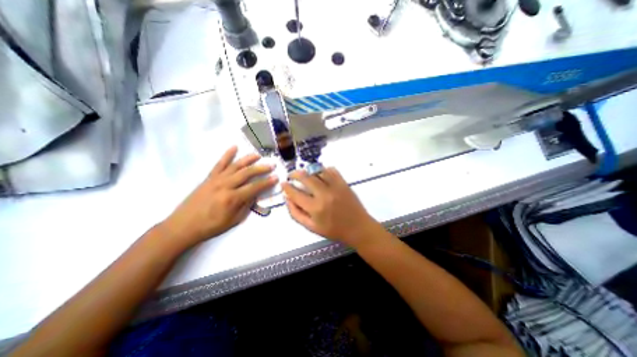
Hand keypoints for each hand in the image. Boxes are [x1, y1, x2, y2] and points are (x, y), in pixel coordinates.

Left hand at [162, 146, 276, 246]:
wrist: (183, 225)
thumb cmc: (211, 226)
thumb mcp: (234, 220)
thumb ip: (246, 206)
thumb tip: (255, 194)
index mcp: (232, 198)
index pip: (255, 187)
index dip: (267, 182)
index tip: (276, 177)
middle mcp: (225, 185)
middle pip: (247, 173)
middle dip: (261, 168)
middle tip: (271, 165)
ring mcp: (216, 179)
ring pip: (235, 166)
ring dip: (248, 159)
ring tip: (258, 155)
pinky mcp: (209, 177)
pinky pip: (219, 164)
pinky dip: (227, 155)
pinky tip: (234, 147)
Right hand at [283, 167, 382, 247]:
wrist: (357, 227)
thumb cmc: (334, 230)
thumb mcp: (312, 227)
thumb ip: (296, 213)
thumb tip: (287, 199)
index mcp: (315, 208)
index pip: (295, 193)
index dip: (286, 187)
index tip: (283, 183)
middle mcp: (324, 194)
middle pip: (305, 177)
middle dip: (295, 174)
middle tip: (292, 175)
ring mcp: (335, 187)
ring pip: (318, 170)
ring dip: (308, 170)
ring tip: (305, 174)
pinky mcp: (343, 183)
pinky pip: (331, 170)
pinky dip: (323, 169)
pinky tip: (320, 173)